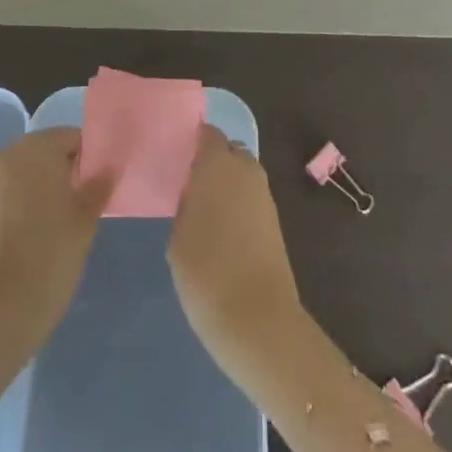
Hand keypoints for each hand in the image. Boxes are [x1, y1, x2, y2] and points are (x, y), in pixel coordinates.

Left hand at [0, 128, 112, 349]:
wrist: (4, 305)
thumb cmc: (52, 251)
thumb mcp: (86, 216)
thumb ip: (100, 184)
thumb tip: (111, 166)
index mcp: (37, 147)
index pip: (74, 137)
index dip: (94, 156)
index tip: (108, 179)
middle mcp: (12, 153)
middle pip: (52, 149)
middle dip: (73, 168)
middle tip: (96, 195)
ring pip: (36, 169)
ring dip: (55, 183)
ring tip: (78, 211)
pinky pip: (21, 187)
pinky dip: (38, 197)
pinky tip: (55, 222)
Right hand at [168, 126, 302, 366]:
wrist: (256, 318)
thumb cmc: (205, 272)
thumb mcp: (178, 235)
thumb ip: (186, 201)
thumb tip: (192, 191)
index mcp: (217, 164)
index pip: (207, 133)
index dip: (193, 140)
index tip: (177, 153)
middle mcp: (245, 170)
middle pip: (228, 150)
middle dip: (212, 159)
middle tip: (188, 180)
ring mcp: (264, 194)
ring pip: (242, 173)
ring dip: (226, 182)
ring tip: (202, 207)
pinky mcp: (274, 219)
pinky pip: (251, 196)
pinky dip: (238, 202)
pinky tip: (221, 227)